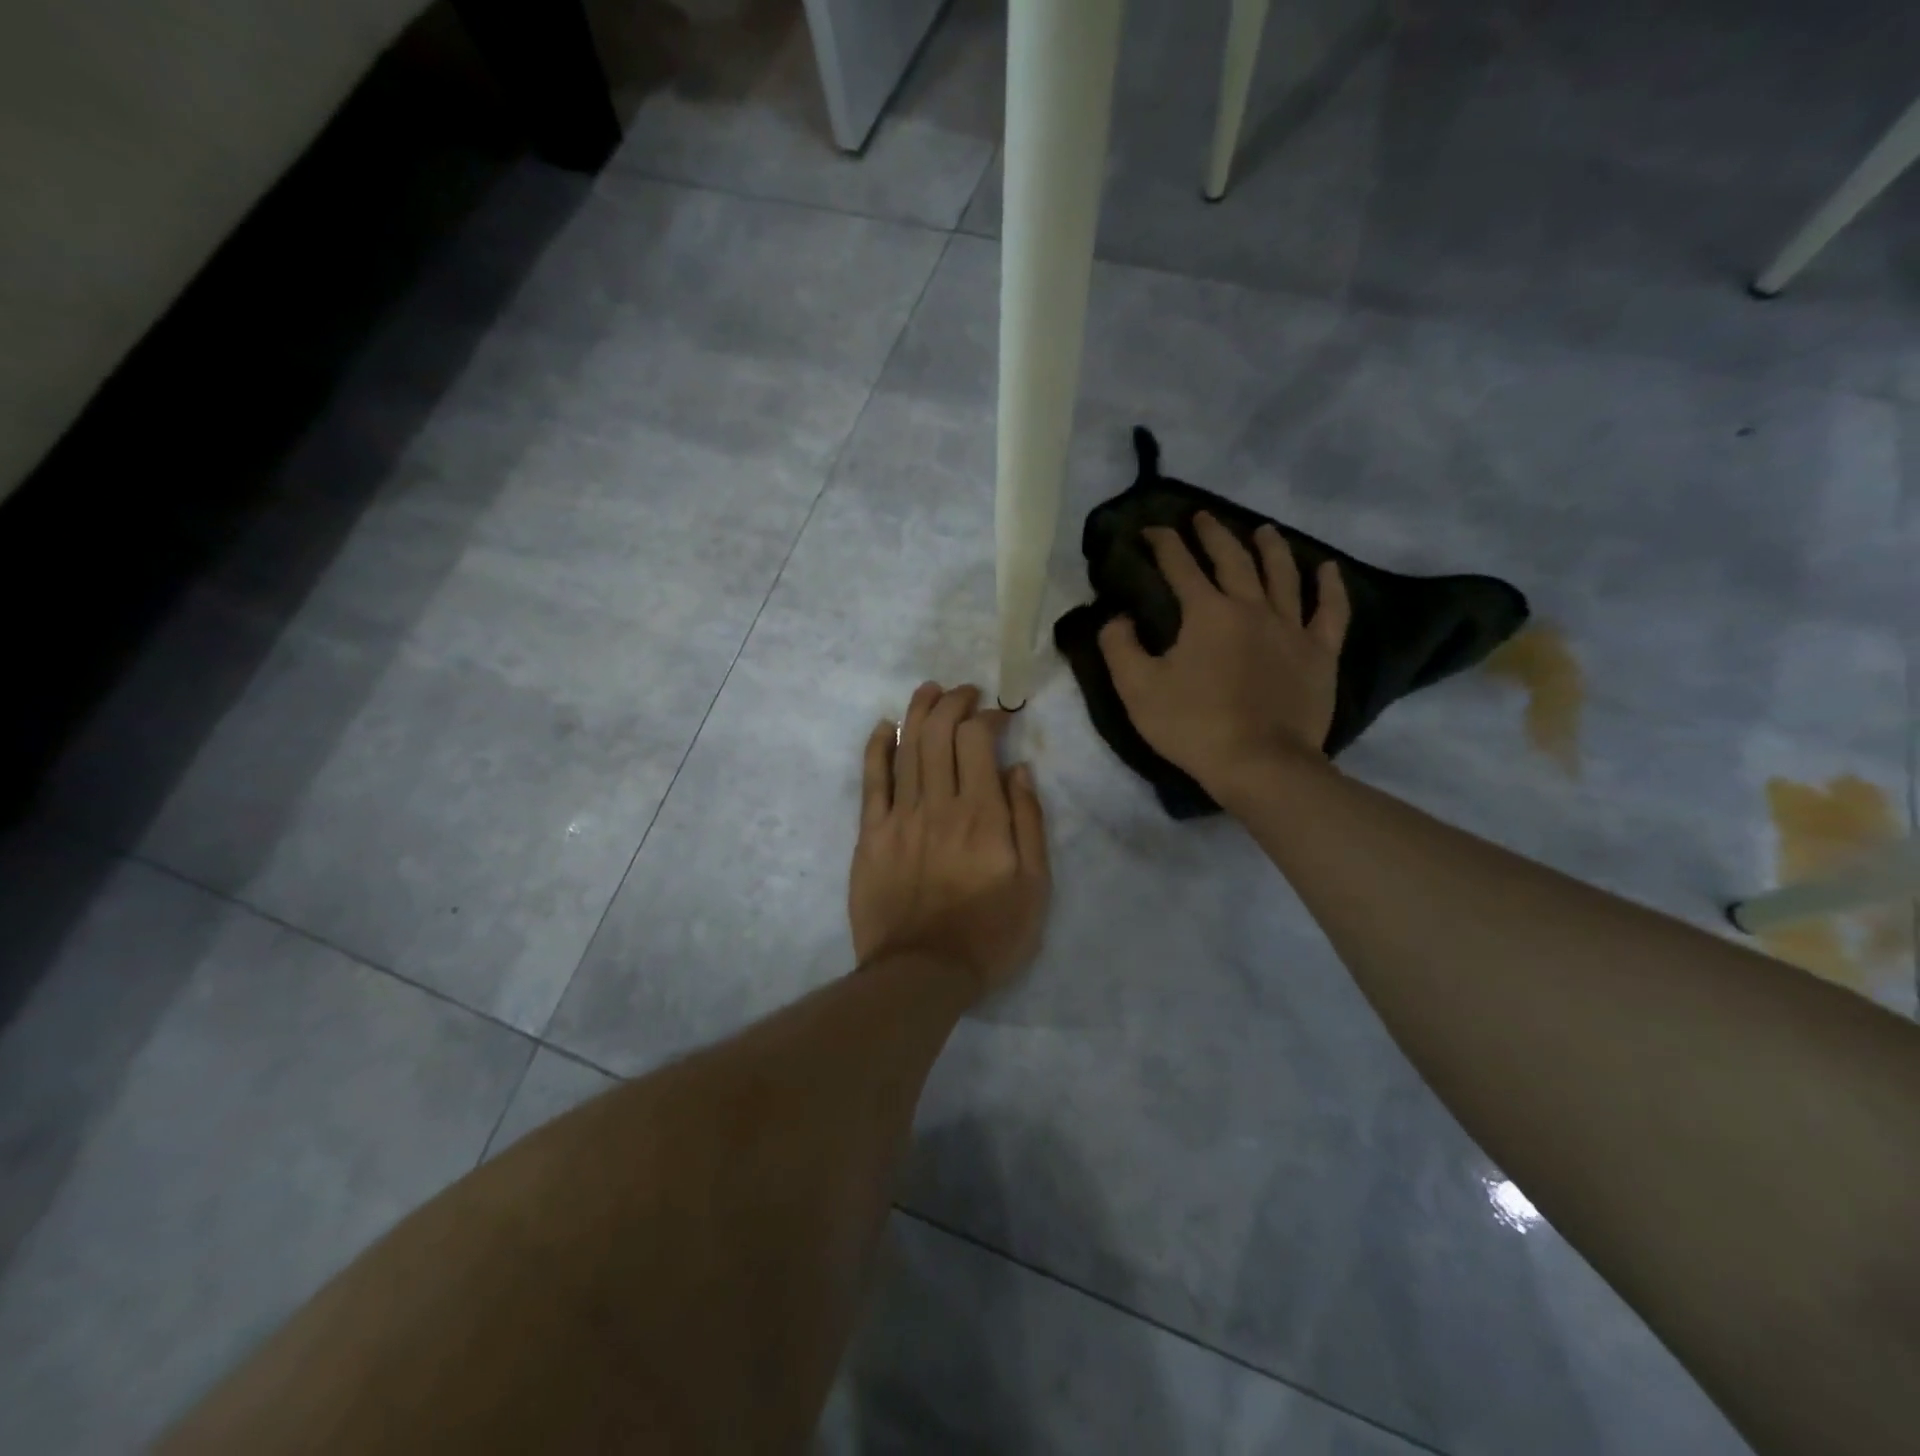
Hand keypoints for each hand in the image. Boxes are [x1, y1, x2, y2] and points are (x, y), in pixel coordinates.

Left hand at [849, 683, 1050, 999]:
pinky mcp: (871, 835)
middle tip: (964, 693)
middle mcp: (939, 805)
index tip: (998, 714)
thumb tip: (1019, 768)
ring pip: (907, 747)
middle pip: (939, 733)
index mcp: (983, 815)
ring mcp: (900, 817)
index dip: (987, 716)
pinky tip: (886, 727)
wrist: (922, 974)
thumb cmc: (989, 934)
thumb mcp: (1035, 885)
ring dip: (919, 711)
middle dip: (953, 702)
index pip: (978, 741)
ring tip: (930, 691)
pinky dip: (878, 747)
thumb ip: (1029, 822)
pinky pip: (872, 780)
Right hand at [1098, 513, 1349, 797]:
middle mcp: (1251, 608)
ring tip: (1264, 530)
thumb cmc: (1193, 726)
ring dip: (1271, 548)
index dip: (1163, 544)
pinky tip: (1329, 569)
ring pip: (1283, 575)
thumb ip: (1120, 647)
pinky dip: (1330, 588)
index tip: (1151, 529)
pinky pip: (1330, 612)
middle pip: (1233, 559)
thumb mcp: (1137, 689)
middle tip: (1202, 517)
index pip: (1180, 567)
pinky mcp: (1320, 653)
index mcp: (1207, 613)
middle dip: (1213, 534)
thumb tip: (1117, 617)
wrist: (1260, 764)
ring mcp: (1291, 628)